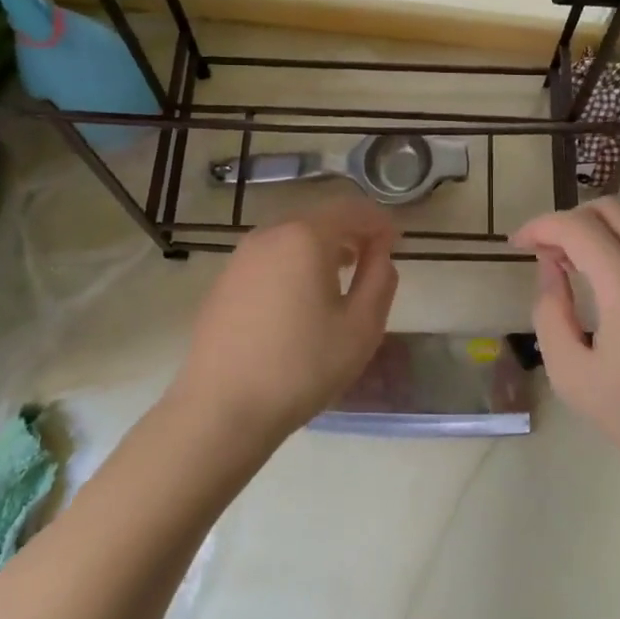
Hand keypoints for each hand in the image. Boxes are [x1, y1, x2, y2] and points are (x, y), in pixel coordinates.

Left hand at [171, 196, 399, 445]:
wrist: (221, 409)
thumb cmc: (302, 367)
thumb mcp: (361, 327)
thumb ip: (380, 279)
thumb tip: (380, 252)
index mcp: (305, 237)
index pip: (352, 209)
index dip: (379, 221)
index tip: (398, 241)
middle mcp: (270, 234)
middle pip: (319, 217)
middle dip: (351, 230)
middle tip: (373, 257)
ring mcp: (241, 257)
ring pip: (292, 236)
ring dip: (322, 245)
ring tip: (341, 275)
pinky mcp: (224, 281)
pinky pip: (270, 257)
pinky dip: (294, 262)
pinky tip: (301, 296)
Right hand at [513, 200, 619, 495]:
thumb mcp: (571, 373)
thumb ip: (550, 313)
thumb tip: (552, 270)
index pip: (578, 228)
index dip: (541, 226)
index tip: (517, 244)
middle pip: (612, 210)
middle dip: (570, 219)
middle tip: (547, 251)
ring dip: (601, 229)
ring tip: (576, 263)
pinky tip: (612, 285)